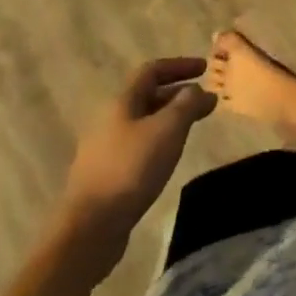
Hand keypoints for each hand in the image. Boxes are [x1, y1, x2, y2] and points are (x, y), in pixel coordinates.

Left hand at [63, 58, 215, 238]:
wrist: (89, 229)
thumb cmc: (131, 169)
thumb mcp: (167, 130)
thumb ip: (186, 104)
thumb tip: (197, 90)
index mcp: (121, 102)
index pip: (152, 70)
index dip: (179, 65)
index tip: (205, 69)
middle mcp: (110, 120)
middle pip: (147, 96)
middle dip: (178, 94)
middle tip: (205, 102)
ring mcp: (105, 149)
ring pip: (143, 122)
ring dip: (170, 118)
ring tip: (192, 128)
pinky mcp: (106, 175)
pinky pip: (138, 145)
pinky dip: (159, 141)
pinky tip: (169, 156)